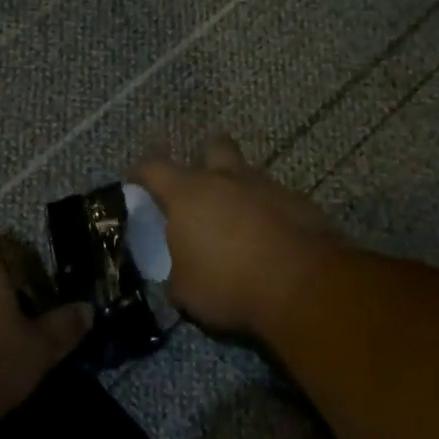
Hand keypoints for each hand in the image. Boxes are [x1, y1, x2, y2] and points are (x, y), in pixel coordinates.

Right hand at [134, 137, 336, 338]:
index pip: (153, 167)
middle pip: (212, 148)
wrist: (302, 286)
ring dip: (240, 192)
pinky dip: (269, 214)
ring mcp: (267, 186)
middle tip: (200, 190)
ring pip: (248, 175)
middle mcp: (226, 179)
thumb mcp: (185, 291)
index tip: (136, 183)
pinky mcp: (300, 203)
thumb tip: (179, 274)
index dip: (141, 173)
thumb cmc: (229, 284)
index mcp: (187, 193)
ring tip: (238, 223)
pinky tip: (270, 239)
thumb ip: (176, 273)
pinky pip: (276, 200)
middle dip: (205, 162)